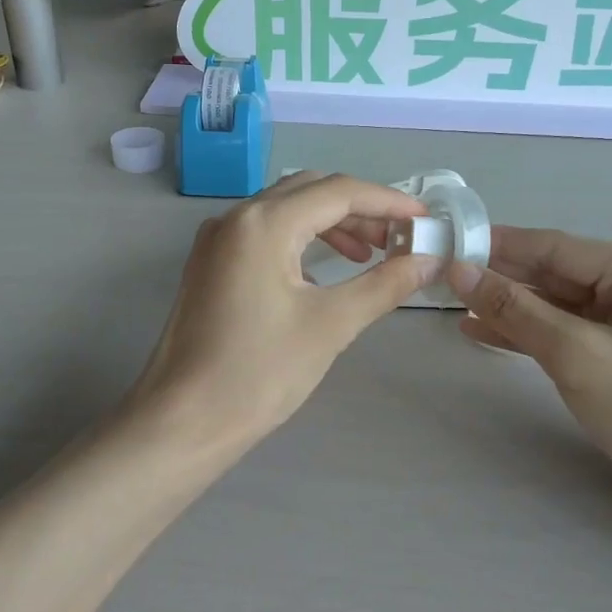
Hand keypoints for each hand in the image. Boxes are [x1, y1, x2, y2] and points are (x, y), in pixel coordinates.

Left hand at [128, 173, 441, 458]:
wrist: (183, 420)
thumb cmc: (259, 373)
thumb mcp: (330, 325)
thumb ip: (383, 284)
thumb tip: (428, 260)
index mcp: (263, 223)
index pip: (339, 192)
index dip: (388, 201)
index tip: (425, 219)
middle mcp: (236, 218)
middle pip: (310, 192)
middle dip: (360, 209)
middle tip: (399, 238)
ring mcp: (216, 240)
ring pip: (285, 211)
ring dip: (331, 224)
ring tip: (370, 254)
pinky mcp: (209, 264)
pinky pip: (264, 234)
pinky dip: (301, 240)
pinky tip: (323, 271)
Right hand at [448, 228, 611, 533]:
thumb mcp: (577, 355)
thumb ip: (516, 310)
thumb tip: (461, 271)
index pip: (557, 248)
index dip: (499, 245)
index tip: (448, 241)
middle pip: (556, 273)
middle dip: (501, 275)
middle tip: (442, 273)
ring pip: (557, 305)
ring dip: (509, 307)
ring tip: (453, 303)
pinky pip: (566, 333)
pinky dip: (528, 334)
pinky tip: (484, 332)